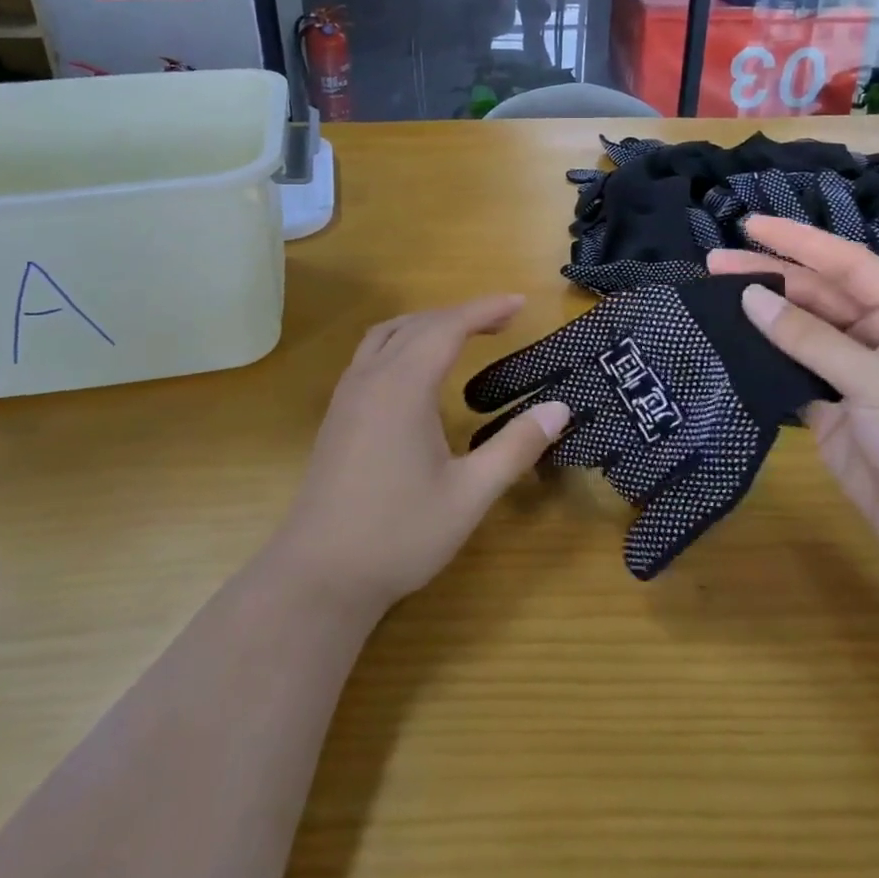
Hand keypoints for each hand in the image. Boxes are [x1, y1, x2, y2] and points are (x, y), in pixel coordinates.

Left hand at [269, 296, 569, 613]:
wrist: (319, 574)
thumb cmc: (398, 535)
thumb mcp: (469, 495)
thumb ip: (515, 447)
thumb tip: (559, 409)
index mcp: (402, 387)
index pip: (448, 327)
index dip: (485, 309)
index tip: (520, 303)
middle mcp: (370, 378)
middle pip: (418, 324)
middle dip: (462, 314)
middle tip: (503, 320)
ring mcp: (347, 395)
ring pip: (387, 334)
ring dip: (427, 324)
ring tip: (462, 334)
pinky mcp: (336, 415)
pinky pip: (370, 354)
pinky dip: (402, 342)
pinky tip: (416, 371)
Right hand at [709, 217, 878, 581]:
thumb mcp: (876, 381)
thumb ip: (809, 339)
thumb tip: (749, 297)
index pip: (846, 264)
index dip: (798, 241)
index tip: (749, 225)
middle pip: (816, 297)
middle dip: (768, 277)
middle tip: (713, 264)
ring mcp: (853, 377)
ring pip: (799, 335)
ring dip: (760, 319)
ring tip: (711, 299)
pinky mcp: (830, 413)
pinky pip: (789, 376)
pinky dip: (761, 362)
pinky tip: (728, 347)